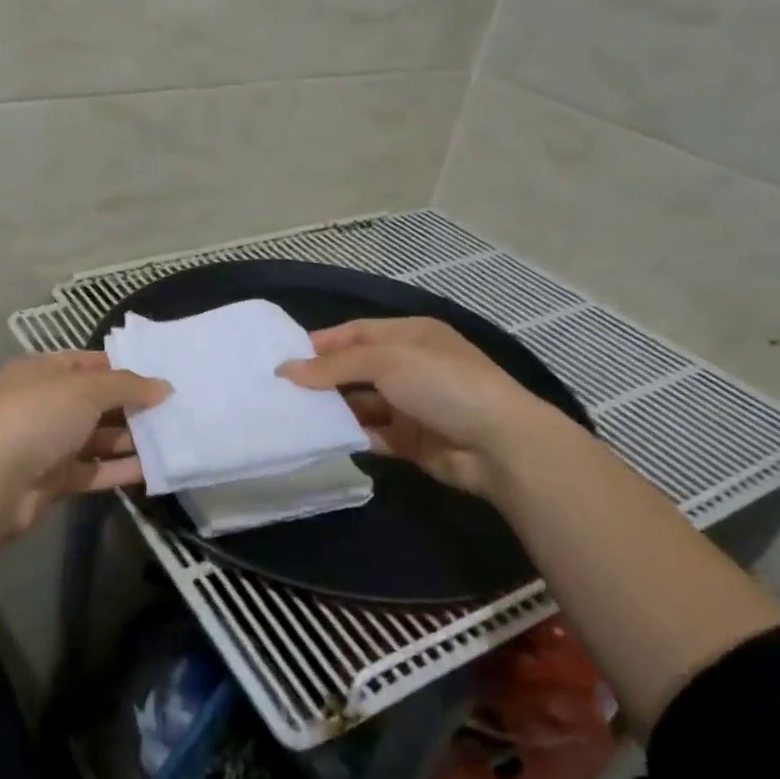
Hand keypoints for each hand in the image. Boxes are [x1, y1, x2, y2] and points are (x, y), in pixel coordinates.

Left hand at [0, 351, 170, 536]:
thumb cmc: (37, 416)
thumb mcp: (85, 388)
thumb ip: (127, 386)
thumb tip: (164, 387)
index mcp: (42, 372)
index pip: (88, 363)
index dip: (123, 368)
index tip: (161, 376)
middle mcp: (44, 404)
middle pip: (96, 401)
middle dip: (132, 405)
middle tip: (175, 408)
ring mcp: (48, 443)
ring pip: (97, 437)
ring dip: (131, 439)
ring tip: (173, 437)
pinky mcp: (54, 479)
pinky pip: (95, 470)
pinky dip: (121, 469)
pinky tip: (155, 468)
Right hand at [278, 318, 556, 496]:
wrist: (500, 445)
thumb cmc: (443, 385)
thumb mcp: (387, 361)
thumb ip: (334, 366)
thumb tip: (285, 370)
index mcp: (409, 335)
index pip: (356, 333)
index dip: (321, 343)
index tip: (283, 357)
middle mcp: (409, 366)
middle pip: (354, 368)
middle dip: (321, 378)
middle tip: (279, 390)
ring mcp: (411, 405)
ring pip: (360, 403)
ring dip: (332, 409)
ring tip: (291, 416)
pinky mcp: (410, 440)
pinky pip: (371, 434)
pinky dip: (349, 435)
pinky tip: (320, 439)